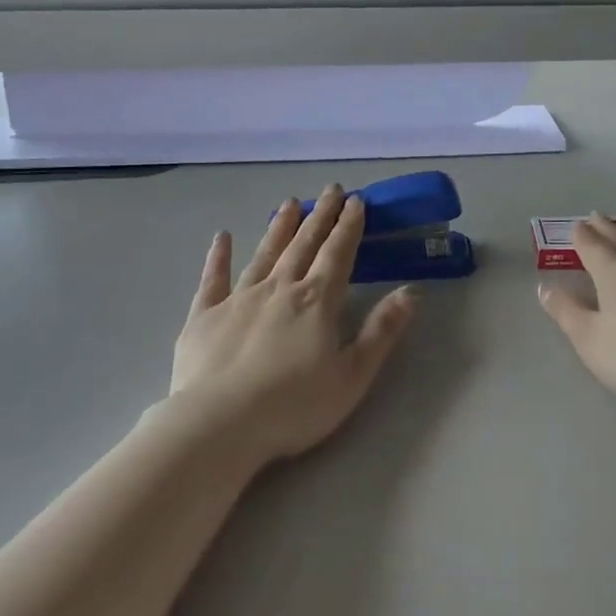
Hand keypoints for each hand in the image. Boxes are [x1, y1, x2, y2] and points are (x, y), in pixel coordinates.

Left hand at [172, 186, 416, 466]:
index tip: (356, 201)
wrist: (219, 425)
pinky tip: (223, 237)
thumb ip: (382, 332)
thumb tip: (411, 293)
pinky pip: (213, 278)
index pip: (338, 253)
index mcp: (317, 301)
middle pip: (304, 244)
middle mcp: (280, 288)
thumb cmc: (293, 406)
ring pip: (265, 253)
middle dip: (320, 215)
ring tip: (289, 202)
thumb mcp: (352, 376)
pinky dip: (218, 256)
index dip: (349, 226)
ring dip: (279, 227)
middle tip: (330, 189)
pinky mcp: (204, 316)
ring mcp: (239, 298)